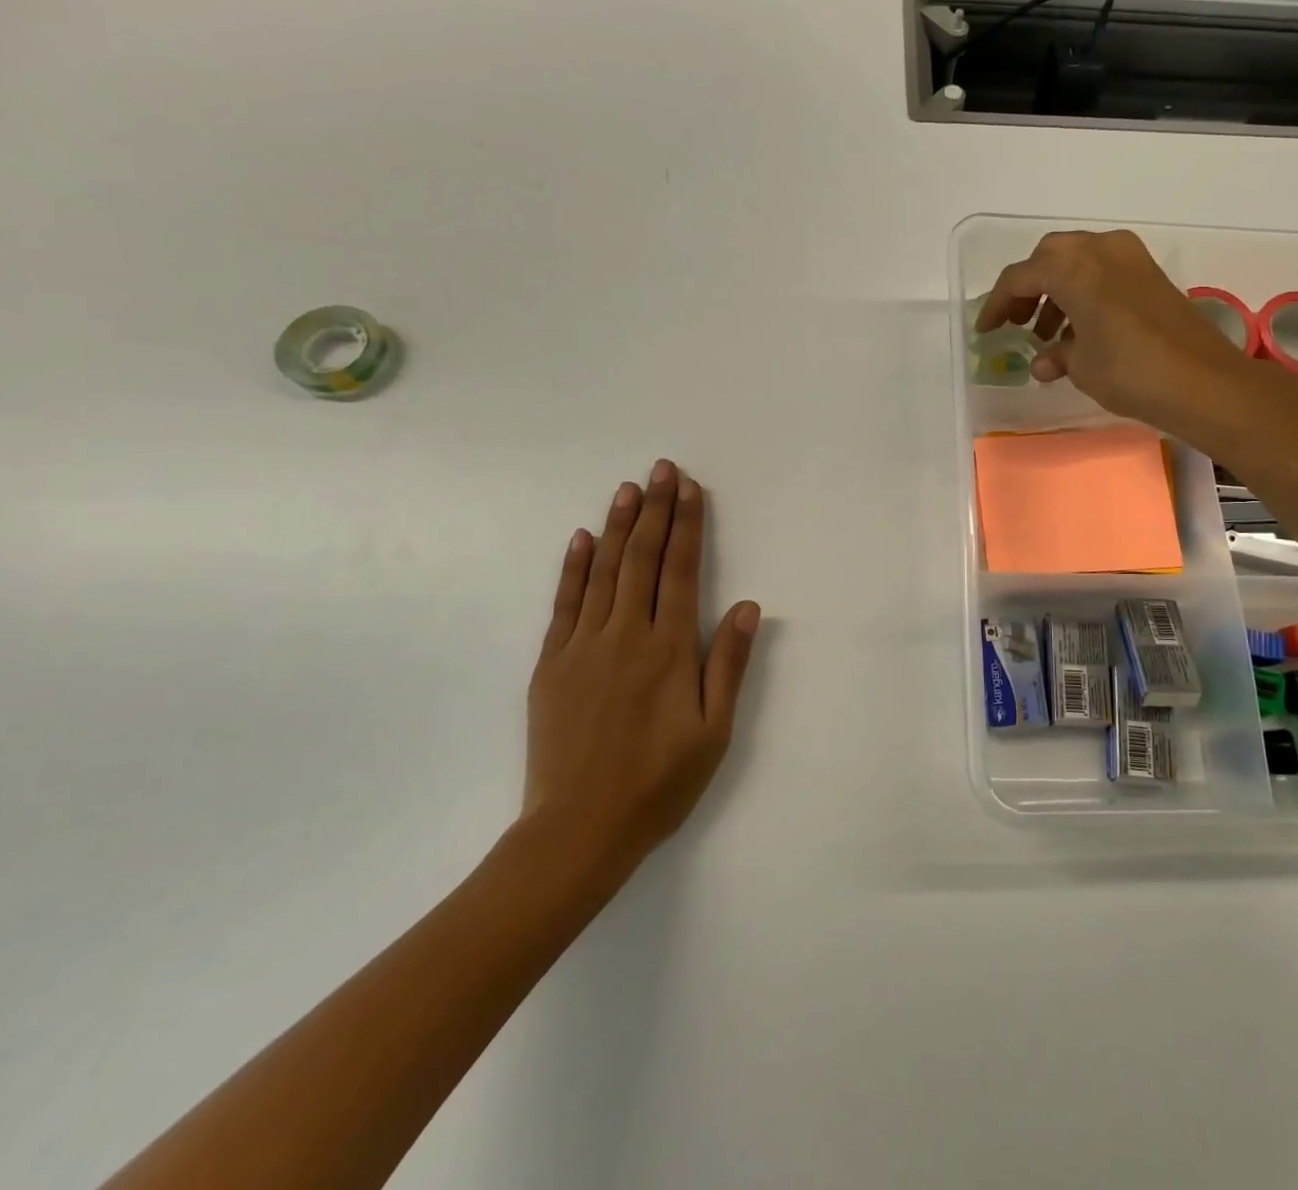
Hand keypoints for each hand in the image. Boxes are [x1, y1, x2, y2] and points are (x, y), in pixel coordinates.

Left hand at [522, 459, 760, 884]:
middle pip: (642, 559)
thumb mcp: (713, 730)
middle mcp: (626, 635)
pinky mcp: (551, 663)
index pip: (680, 571)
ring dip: (618, 526)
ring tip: (628, 488)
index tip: (690, 488)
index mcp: (669, 649)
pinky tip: (581, 538)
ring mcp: (582, 646)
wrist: (578, 829)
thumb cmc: (658, 783)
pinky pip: (564, 603)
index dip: (686, 525)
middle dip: (655, 510)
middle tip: (662, 468)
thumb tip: (746, 605)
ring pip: (603, 571)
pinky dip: (573, 567)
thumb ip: (728, 663)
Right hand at [974, 229, 1259, 437]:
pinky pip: (1103, 271)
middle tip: (1016, 322)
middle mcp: (1100, 250)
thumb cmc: (1130, 371)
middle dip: (1027, 288)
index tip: (985, 330)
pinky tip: (1081, 331)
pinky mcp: (1150, 274)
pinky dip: (1084, 292)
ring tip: (1047, 334)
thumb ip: (1056, 355)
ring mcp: (1130, 258)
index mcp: (1073, 267)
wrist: (1203, 382)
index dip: (997, 304)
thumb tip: (1046, 359)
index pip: (1020, 277)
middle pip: (1049, 257)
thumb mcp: (1081, 366)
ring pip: (1078, 261)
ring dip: (1056, 291)